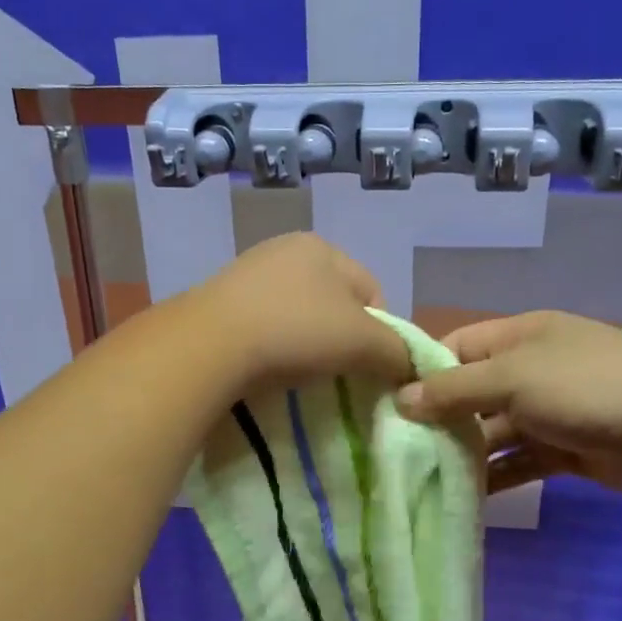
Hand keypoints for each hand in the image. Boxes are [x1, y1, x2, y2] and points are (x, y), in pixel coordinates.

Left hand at [186, 233, 412, 393]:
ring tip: (299, 373)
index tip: (370, 366)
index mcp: (323, 247)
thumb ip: (396, 351)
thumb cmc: (297, 331)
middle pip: (334, 303)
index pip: (372, 292)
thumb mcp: (363, 342)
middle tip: (337, 372)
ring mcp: (247, 274)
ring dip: (306, 344)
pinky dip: (273, 347)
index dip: (381, 332)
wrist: (211, 344)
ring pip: (297, 315)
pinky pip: (263, 326)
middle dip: (341, 339)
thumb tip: (410, 365)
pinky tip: (268, 366)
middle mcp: (284, 250)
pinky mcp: (219, 302)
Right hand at [394, 311, 621, 493]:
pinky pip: (519, 461)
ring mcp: (549, 410)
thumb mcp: (511, 378)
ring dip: (466, 451)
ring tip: (424, 476)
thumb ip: (455, 389)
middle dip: (441, 418)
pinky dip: (496, 476)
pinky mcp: (564, 449)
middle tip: (400, 447)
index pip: (457, 346)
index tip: (388, 401)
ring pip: (494, 431)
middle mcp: (530, 369)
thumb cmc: (583, 385)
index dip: (424, 371)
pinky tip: (465, 495)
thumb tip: (402, 400)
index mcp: (519, 336)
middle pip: (473, 391)